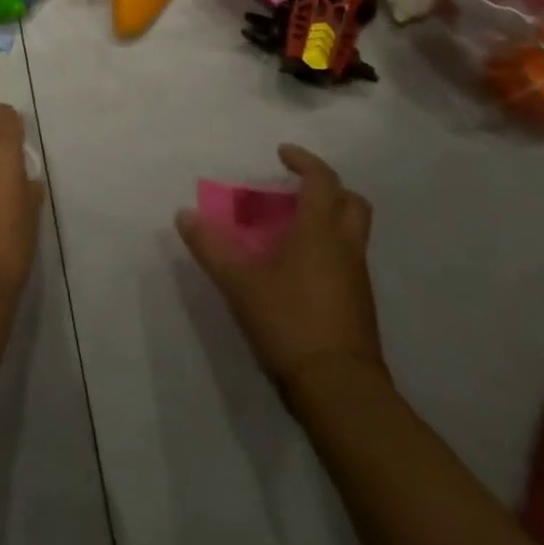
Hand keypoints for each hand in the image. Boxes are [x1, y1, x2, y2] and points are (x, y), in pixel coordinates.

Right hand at [176, 145, 385, 402]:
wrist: (340, 391)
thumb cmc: (289, 322)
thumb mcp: (238, 282)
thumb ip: (210, 246)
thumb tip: (184, 214)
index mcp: (320, 231)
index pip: (322, 180)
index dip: (304, 161)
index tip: (282, 154)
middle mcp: (345, 248)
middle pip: (351, 203)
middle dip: (327, 188)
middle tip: (296, 189)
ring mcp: (357, 279)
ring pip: (351, 233)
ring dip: (327, 220)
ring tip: (288, 229)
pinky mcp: (359, 306)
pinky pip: (347, 260)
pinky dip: (327, 249)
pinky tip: (298, 269)